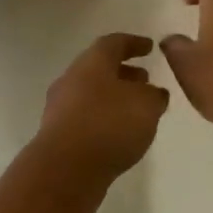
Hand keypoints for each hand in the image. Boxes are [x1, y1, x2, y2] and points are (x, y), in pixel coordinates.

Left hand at [35, 34, 169, 184]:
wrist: (65, 169)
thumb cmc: (109, 125)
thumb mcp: (146, 105)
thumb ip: (154, 95)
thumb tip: (152, 93)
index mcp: (91, 62)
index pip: (113, 43)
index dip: (133, 43)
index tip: (150, 47)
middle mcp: (72, 79)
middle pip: (99, 69)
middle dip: (124, 73)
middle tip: (145, 80)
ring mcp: (60, 108)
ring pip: (92, 94)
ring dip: (114, 98)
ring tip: (137, 111)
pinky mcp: (58, 135)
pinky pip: (86, 118)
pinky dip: (104, 119)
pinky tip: (120, 135)